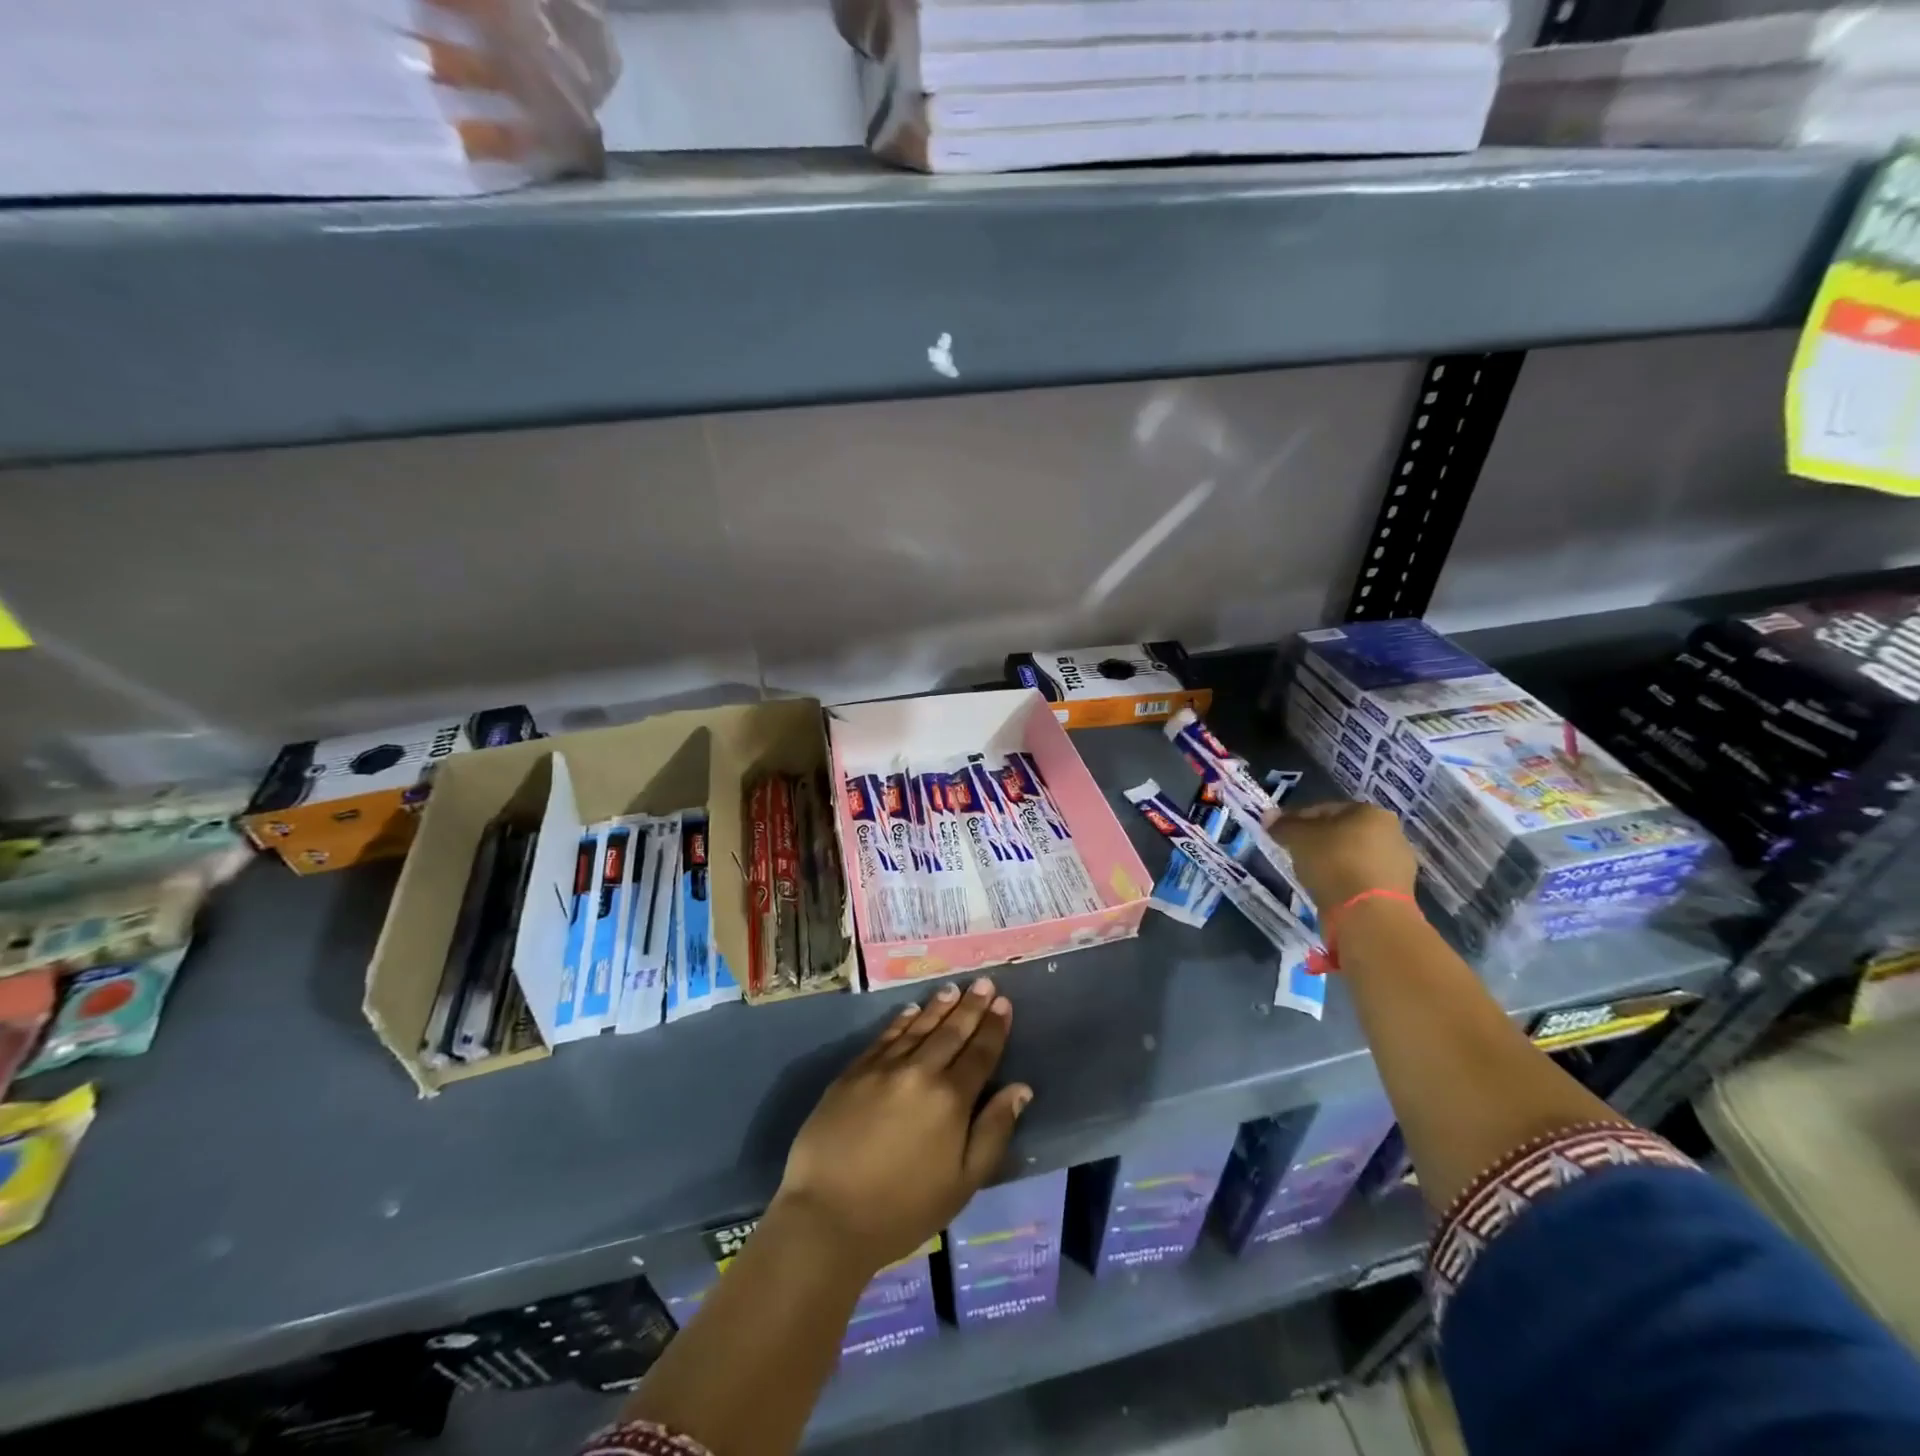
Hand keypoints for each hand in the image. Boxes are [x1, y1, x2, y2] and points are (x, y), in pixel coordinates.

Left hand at [772, 978, 1030, 1273]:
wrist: (827, 1215)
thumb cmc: (903, 1209)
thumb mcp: (963, 1183)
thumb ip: (994, 1131)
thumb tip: (1020, 1089)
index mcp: (951, 1100)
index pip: (980, 1053)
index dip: (994, 1027)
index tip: (1004, 1003)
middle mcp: (920, 1072)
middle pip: (951, 1032)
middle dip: (971, 1006)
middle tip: (984, 982)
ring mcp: (883, 1068)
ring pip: (918, 1027)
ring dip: (939, 1006)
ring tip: (954, 988)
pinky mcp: (853, 1072)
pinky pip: (885, 1036)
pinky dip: (902, 1020)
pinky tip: (912, 1009)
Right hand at [1266, 800, 1417, 912]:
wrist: (1369, 915)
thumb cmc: (1334, 863)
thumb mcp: (1298, 838)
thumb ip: (1283, 825)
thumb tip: (1269, 817)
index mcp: (1370, 811)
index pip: (1325, 810)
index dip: (1298, 820)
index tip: (1281, 835)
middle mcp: (1391, 832)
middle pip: (1342, 833)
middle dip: (1319, 843)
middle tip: (1295, 856)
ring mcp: (1398, 864)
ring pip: (1353, 858)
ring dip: (1333, 864)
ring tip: (1311, 877)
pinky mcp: (1397, 892)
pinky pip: (1361, 880)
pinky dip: (1345, 883)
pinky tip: (1329, 893)